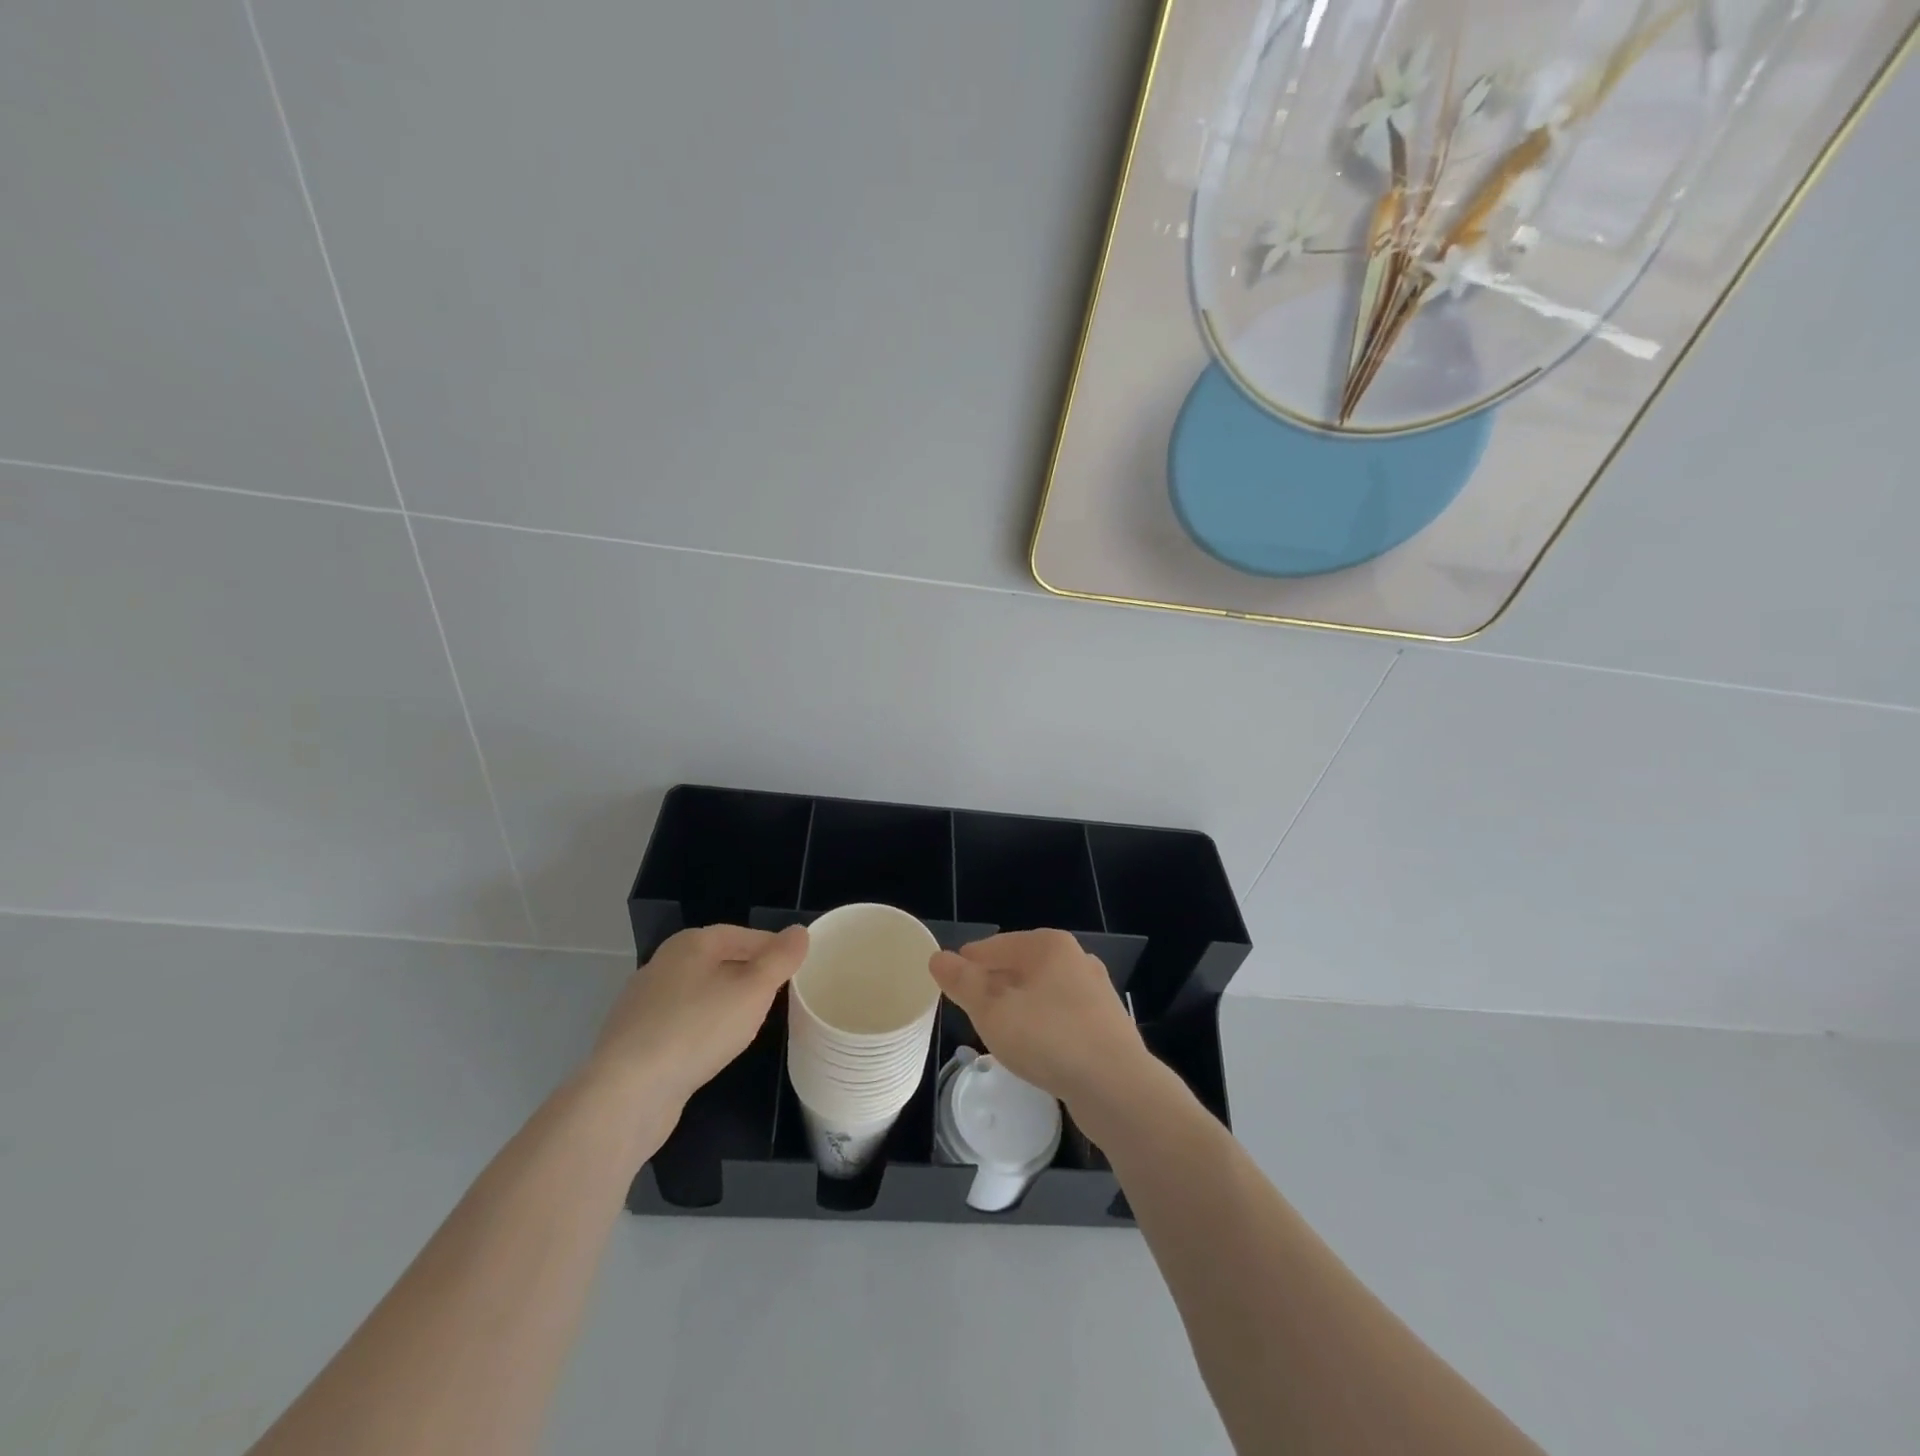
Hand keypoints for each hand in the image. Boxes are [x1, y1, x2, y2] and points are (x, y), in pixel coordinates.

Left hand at [588, 923, 808, 1111]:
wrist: (627, 1094)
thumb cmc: (698, 1030)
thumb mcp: (753, 990)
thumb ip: (780, 959)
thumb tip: (799, 931)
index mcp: (691, 944)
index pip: (743, 935)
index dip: (773, 949)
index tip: (796, 970)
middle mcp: (663, 964)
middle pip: (719, 961)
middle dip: (749, 976)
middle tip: (778, 997)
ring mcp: (643, 1003)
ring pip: (698, 993)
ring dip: (724, 1004)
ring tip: (749, 1024)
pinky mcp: (634, 1039)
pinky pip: (679, 1023)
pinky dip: (700, 1029)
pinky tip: (711, 1051)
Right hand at [929, 930, 1151, 1108]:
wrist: (1117, 1088)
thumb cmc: (1048, 1038)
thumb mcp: (992, 1010)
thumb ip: (963, 982)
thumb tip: (937, 958)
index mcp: (1049, 945)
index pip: (994, 946)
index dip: (967, 964)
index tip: (949, 984)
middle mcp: (1076, 959)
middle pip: (1019, 967)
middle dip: (993, 985)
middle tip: (969, 1010)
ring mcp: (1095, 991)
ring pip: (1041, 993)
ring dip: (1017, 1008)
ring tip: (997, 1031)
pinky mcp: (1106, 1024)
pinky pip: (1060, 1017)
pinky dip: (1041, 1026)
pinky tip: (1033, 1049)